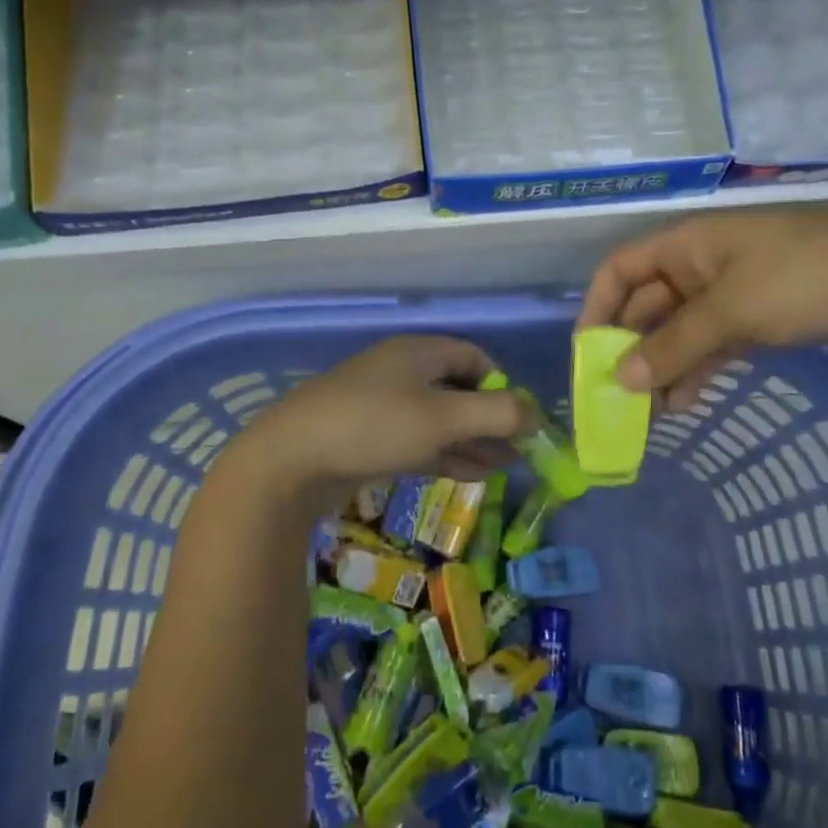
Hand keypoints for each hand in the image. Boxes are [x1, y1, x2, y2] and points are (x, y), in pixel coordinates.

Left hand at [223, 335, 527, 508]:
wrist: (290, 460)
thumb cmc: (374, 425)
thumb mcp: (443, 417)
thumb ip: (496, 413)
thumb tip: (537, 413)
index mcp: (419, 353)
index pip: (474, 357)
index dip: (502, 384)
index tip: (522, 418)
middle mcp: (403, 372)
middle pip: (459, 389)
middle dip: (491, 418)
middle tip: (521, 449)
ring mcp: (383, 406)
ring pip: (440, 419)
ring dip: (474, 440)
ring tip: (507, 467)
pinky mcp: (369, 438)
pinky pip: (419, 440)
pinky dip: (448, 454)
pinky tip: (473, 474)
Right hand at [579, 205, 827, 410]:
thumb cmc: (803, 277)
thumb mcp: (731, 310)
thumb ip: (673, 345)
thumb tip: (620, 379)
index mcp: (686, 245)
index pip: (620, 270)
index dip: (598, 307)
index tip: (589, 354)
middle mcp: (701, 264)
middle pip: (648, 305)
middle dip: (632, 348)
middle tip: (620, 399)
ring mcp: (733, 291)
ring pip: (680, 330)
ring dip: (664, 366)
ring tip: (652, 414)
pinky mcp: (761, 316)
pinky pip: (713, 343)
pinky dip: (698, 369)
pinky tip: (689, 403)